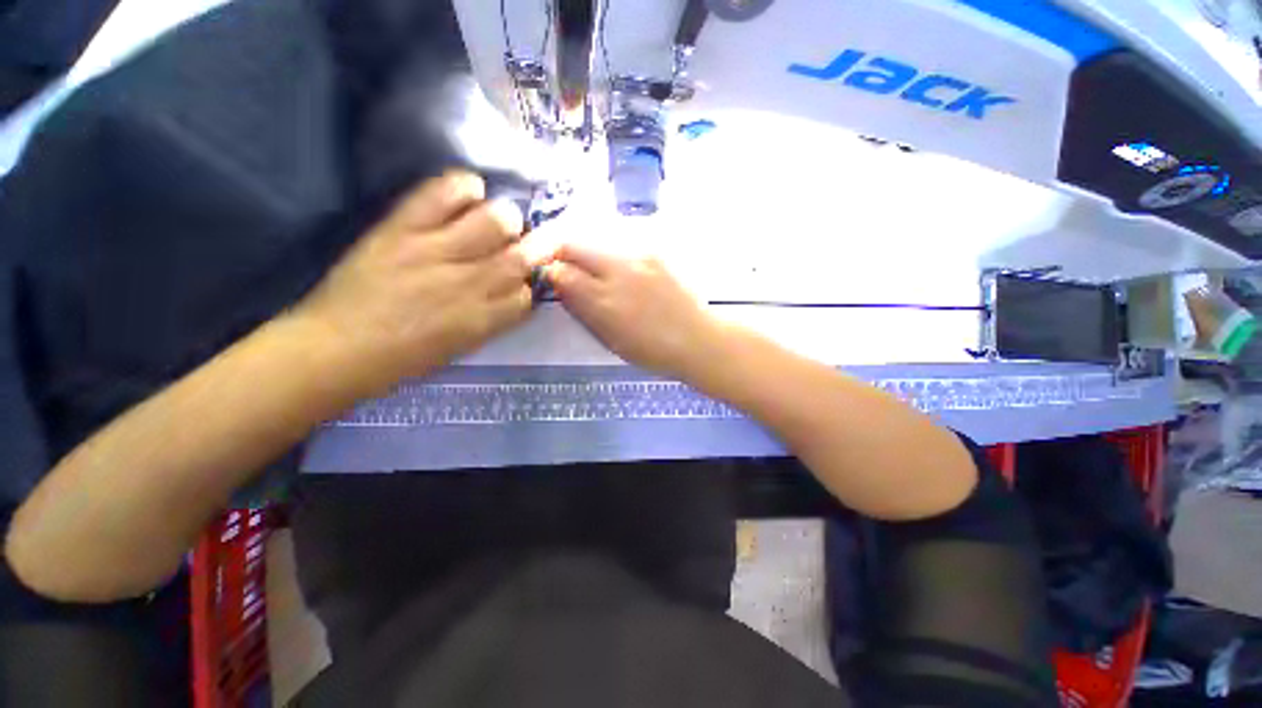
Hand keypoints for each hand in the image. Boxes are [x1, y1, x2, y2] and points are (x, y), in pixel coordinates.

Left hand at [294, 172, 546, 392]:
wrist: (334, 349)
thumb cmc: (401, 359)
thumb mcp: (461, 347)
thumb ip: (493, 319)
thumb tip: (511, 293)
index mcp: (484, 319)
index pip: (527, 294)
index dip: (527, 285)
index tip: (519, 282)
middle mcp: (470, 284)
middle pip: (522, 255)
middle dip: (533, 247)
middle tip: (523, 245)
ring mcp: (436, 251)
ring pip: (496, 221)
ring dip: (506, 219)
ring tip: (498, 221)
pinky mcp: (403, 227)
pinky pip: (445, 192)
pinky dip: (466, 187)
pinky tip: (471, 193)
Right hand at [549, 243, 722, 378]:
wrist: (697, 338)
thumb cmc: (651, 350)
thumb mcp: (609, 339)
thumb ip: (581, 309)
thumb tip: (560, 285)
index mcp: (603, 300)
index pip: (560, 271)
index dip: (550, 272)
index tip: (552, 278)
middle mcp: (617, 270)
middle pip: (573, 244)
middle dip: (562, 253)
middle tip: (566, 268)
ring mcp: (638, 257)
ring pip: (597, 241)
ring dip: (587, 252)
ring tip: (595, 271)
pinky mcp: (654, 252)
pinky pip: (621, 244)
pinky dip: (610, 254)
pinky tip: (621, 271)